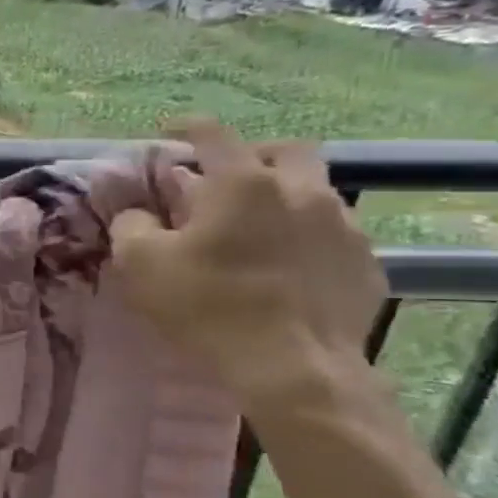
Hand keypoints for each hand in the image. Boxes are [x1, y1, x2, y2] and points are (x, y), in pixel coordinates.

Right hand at [108, 121, 387, 411]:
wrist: (293, 369)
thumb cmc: (207, 306)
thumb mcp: (140, 264)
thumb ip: (131, 225)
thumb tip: (137, 213)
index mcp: (243, 183)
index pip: (213, 134)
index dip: (187, 127)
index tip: (170, 132)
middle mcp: (301, 191)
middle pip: (285, 150)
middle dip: (253, 156)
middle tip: (225, 181)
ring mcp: (343, 226)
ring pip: (315, 192)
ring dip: (283, 198)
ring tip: (256, 229)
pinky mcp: (366, 264)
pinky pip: (334, 235)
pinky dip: (307, 238)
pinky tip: (286, 268)